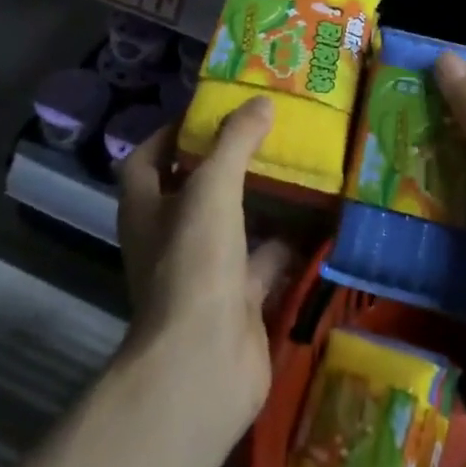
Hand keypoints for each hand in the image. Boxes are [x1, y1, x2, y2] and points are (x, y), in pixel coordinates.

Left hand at [116, 98, 292, 437]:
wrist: (204, 365)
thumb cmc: (194, 264)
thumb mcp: (212, 189)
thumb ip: (235, 143)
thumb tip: (261, 101)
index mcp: (146, 208)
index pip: (146, 159)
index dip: (171, 133)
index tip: (209, 112)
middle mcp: (169, 238)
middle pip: (193, 190)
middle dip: (225, 163)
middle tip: (265, 132)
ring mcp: (203, 272)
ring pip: (232, 225)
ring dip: (259, 202)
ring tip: (297, 167)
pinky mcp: (237, 300)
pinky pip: (264, 262)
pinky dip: (288, 244)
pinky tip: (319, 221)